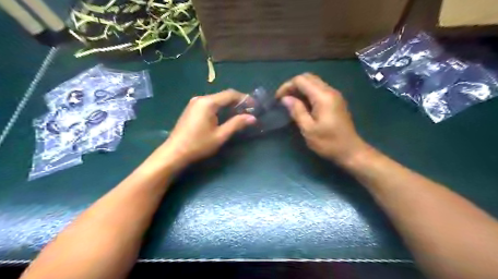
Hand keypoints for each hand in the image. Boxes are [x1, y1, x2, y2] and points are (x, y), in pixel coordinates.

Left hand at [159, 89, 255, 167]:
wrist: (174, 152)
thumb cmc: (198, 145)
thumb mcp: (220, 135)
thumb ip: (236, 124)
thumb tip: (252, 118)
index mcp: (208, 103)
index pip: (230, 94)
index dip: (244, 98)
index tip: (255, 105)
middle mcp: (200, 99)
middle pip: (223, 95)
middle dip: (237, 102)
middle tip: (249, 110)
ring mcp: (194, 103)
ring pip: (217, 100)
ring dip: (229, 105)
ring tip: (240, 113)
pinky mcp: (192, 109)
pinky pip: (210, 104)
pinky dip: (220, 108)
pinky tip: (226, 115)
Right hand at [279, 74, 366, 164]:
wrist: (350, 150)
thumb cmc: (328, 142)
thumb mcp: (308, 129)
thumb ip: (297, 111)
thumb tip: (285, 98)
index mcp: (323, 97)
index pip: (301, 80)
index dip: (286, 86)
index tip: (278, 99)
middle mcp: (330, 91)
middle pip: (308, 77)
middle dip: (293, 85)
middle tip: (283, 99)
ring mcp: (334, 95)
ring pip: (314, 82)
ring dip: (300, 88)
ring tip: (290, 102)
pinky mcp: (336, 100)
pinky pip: (319, 89)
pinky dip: (308, 92)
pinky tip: (302, 104)